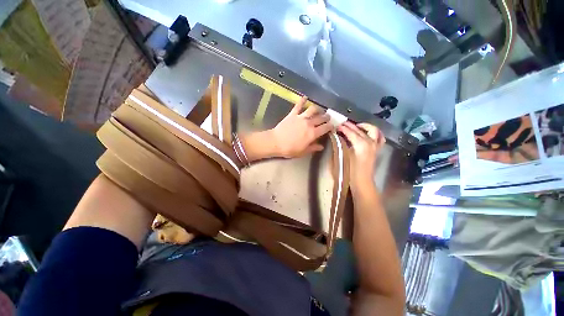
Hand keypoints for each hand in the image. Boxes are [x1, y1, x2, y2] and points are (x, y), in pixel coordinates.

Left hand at [271, 96, 332, 157]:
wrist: (276, 142)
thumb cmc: (290, 149)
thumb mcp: (303, 151)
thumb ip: (313, 148)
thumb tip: (321, 146)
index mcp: (313, 133)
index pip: (326, 128)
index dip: (331, 126)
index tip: (332, 127)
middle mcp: (309, 124)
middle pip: (321, 118)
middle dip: (326, 117)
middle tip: (327, 118)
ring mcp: (301, 117)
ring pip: (313, 109)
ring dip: (318, 109)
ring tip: (319, 110)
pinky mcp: (292, 114)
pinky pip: (298, 105)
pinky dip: (302, 100)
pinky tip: (305, 97)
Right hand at [338, 122, 385, 185]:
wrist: (362, 181)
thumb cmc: (350, 171)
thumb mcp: (343, 156)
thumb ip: (340, 145)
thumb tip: (337, 137)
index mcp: (360, 144)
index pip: (350, 132)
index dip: (343, 128)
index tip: (336, 126)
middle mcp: (369, 142)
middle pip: (359, 130)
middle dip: (350, 126)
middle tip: (342, 124)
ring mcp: (375, 145)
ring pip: (372, 130)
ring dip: (364, 126)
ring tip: (356, 126)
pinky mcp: (377, 149)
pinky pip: (380, 137)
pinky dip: (375, 133)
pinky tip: (369, 133)